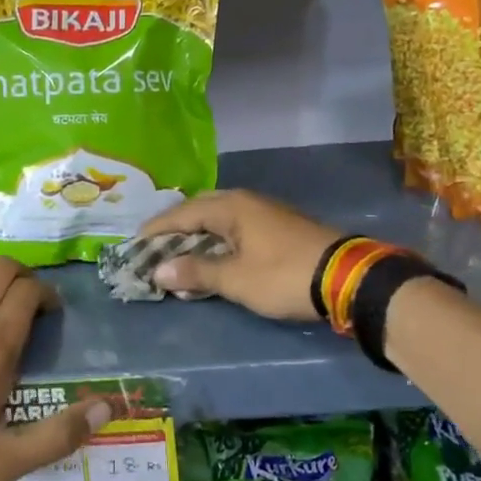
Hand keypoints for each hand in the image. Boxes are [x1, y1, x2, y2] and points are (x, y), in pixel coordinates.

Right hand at [136, 190, 341, 320]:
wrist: (346, 277)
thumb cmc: (284, 275)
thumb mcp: (236, 279)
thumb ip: (197, 273)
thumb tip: (158, 270)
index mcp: (231, 207)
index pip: (182, 213)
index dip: (156, 229)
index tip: (133, 242)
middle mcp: (245, 201)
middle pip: (200, 209)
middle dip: (175, 227)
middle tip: (153, 245)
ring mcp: (265, 211)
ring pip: (219, 217)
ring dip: (197, 233)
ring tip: (178, 250)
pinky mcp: (279, 226)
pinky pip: (235, 226)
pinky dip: (217, 238)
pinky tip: (214, 253)